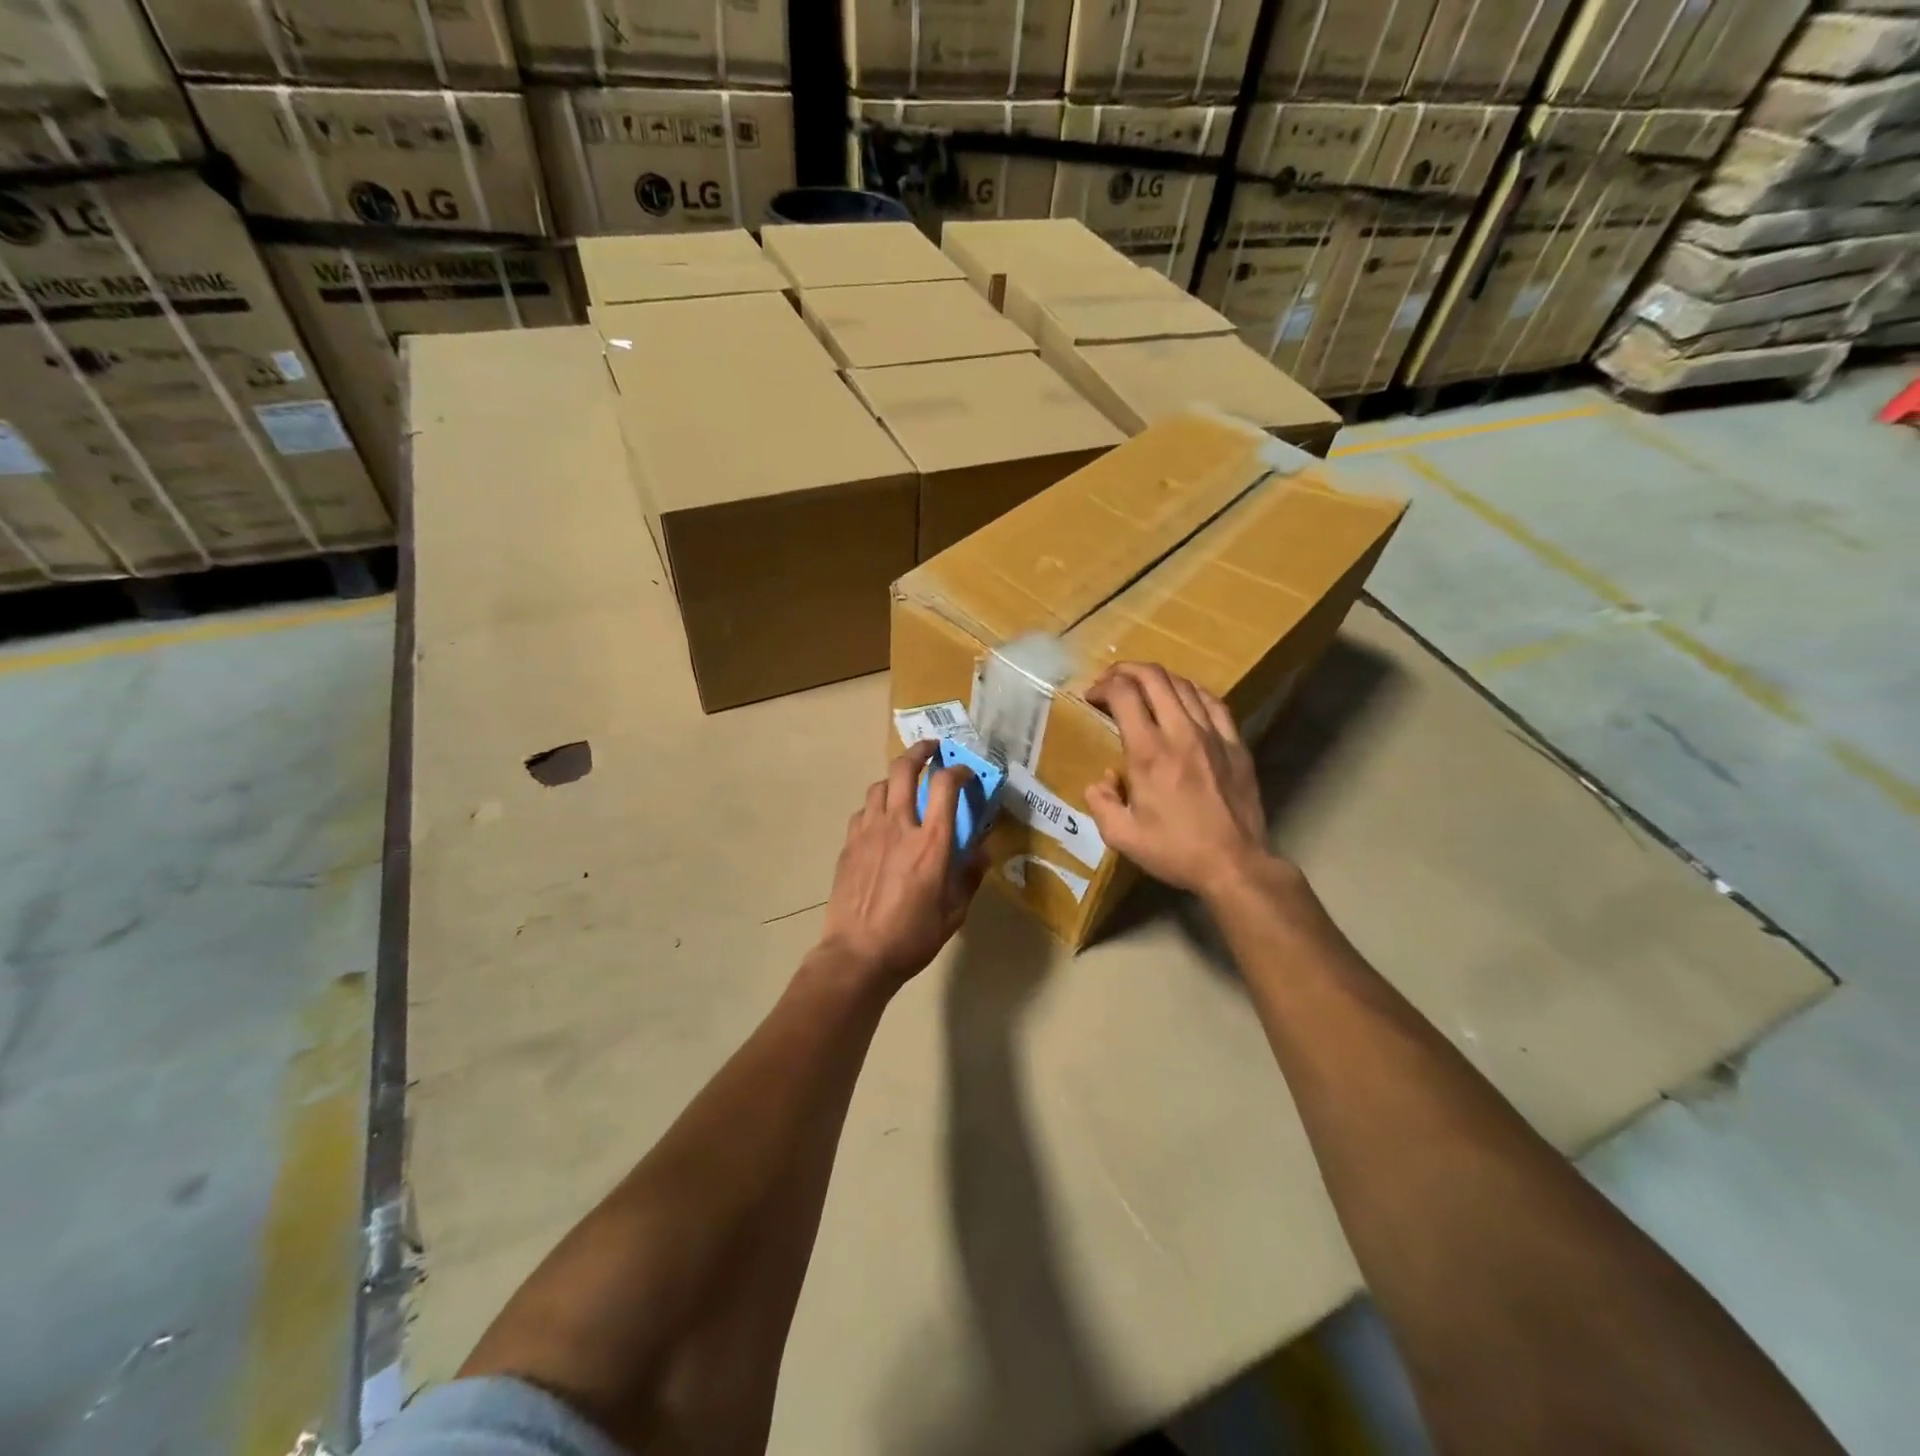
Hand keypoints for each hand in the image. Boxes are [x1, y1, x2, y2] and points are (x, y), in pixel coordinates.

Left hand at [818, 741, 984, 988]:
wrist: (858, 955)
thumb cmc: (913, 937)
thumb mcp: (954, 912)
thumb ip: (969, 876)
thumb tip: (980, 852)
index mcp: (931, 842)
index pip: (946, 786)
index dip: (958, 770)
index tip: (965, 773)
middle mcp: (899, 826)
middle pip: (904, 769)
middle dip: (920, 751)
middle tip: (931, 750)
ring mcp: (868, 832)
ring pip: (879, 785)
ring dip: (896, 779)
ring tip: (905, 787)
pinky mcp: (849, 844)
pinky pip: (863, 811)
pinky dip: (876, 807)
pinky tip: (881, 822)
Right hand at [1084, 663, 1277, 898]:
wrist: (1235, 864)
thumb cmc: (1175, 851)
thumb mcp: (1121, 836)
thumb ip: (1101, 802)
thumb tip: (1101, 780)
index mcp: (1148, 752)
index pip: (1123, 694)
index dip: (1103, 686)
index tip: (1092, 697)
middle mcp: (1180, 733)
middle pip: (1154, 677)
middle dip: (1126, 670)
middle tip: (1111, 682)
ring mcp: (1213, 735)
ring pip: (1183, 685)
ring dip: (1157, 678)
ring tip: (1142, 688)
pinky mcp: (1235, 744)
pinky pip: (1213, 702)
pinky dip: (1192, 692)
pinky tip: (1183, 699)